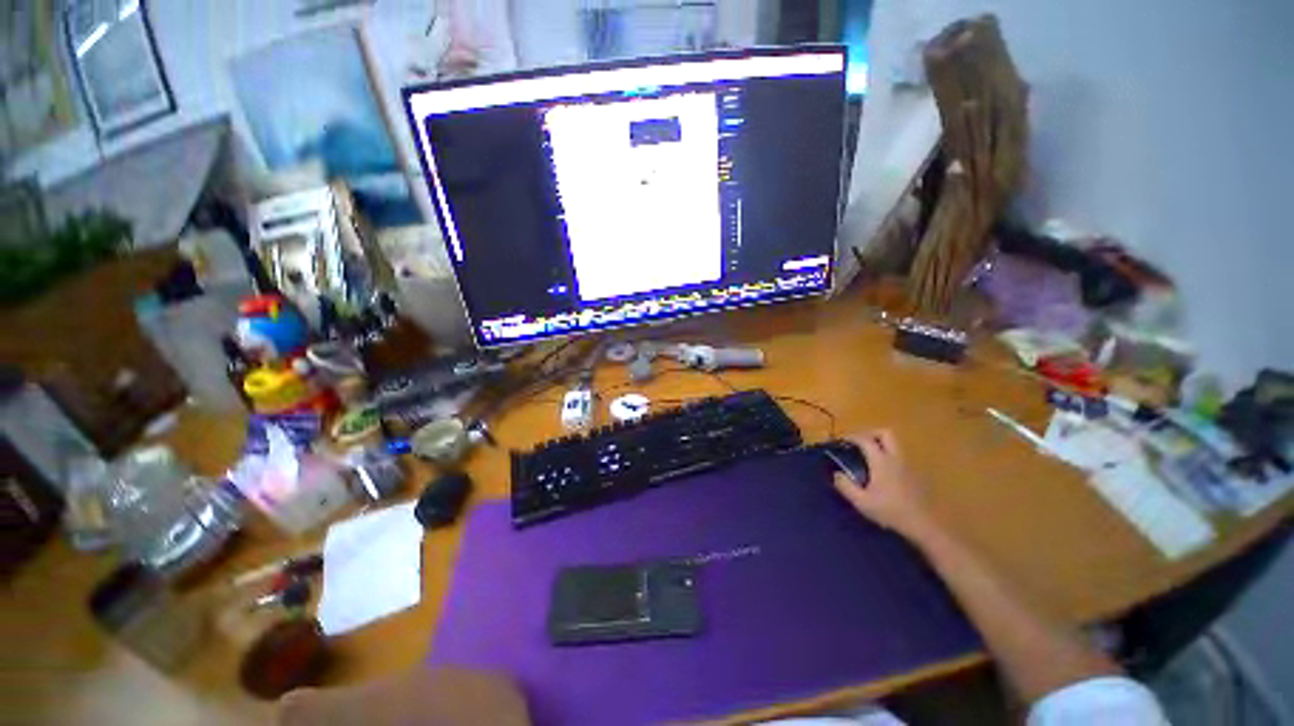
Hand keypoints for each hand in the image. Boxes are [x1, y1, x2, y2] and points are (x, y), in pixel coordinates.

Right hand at [832, 430, 934, 540]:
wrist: (924, 525)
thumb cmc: (891, 511)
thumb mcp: (862, 502)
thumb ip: (845, 486)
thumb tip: (836, 474)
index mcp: (881, 461)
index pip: (865, 440)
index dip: (852, 437)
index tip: (842, 441)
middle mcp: (896, 458)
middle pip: (885, 433)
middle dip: (870, 433)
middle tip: (859, 443)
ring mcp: (909, 465)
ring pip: (895, 444)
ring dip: (881, 444)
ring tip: (870, 456)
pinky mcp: (916, 474)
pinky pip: (900, 456)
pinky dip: (890, 456)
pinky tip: (884, 471)